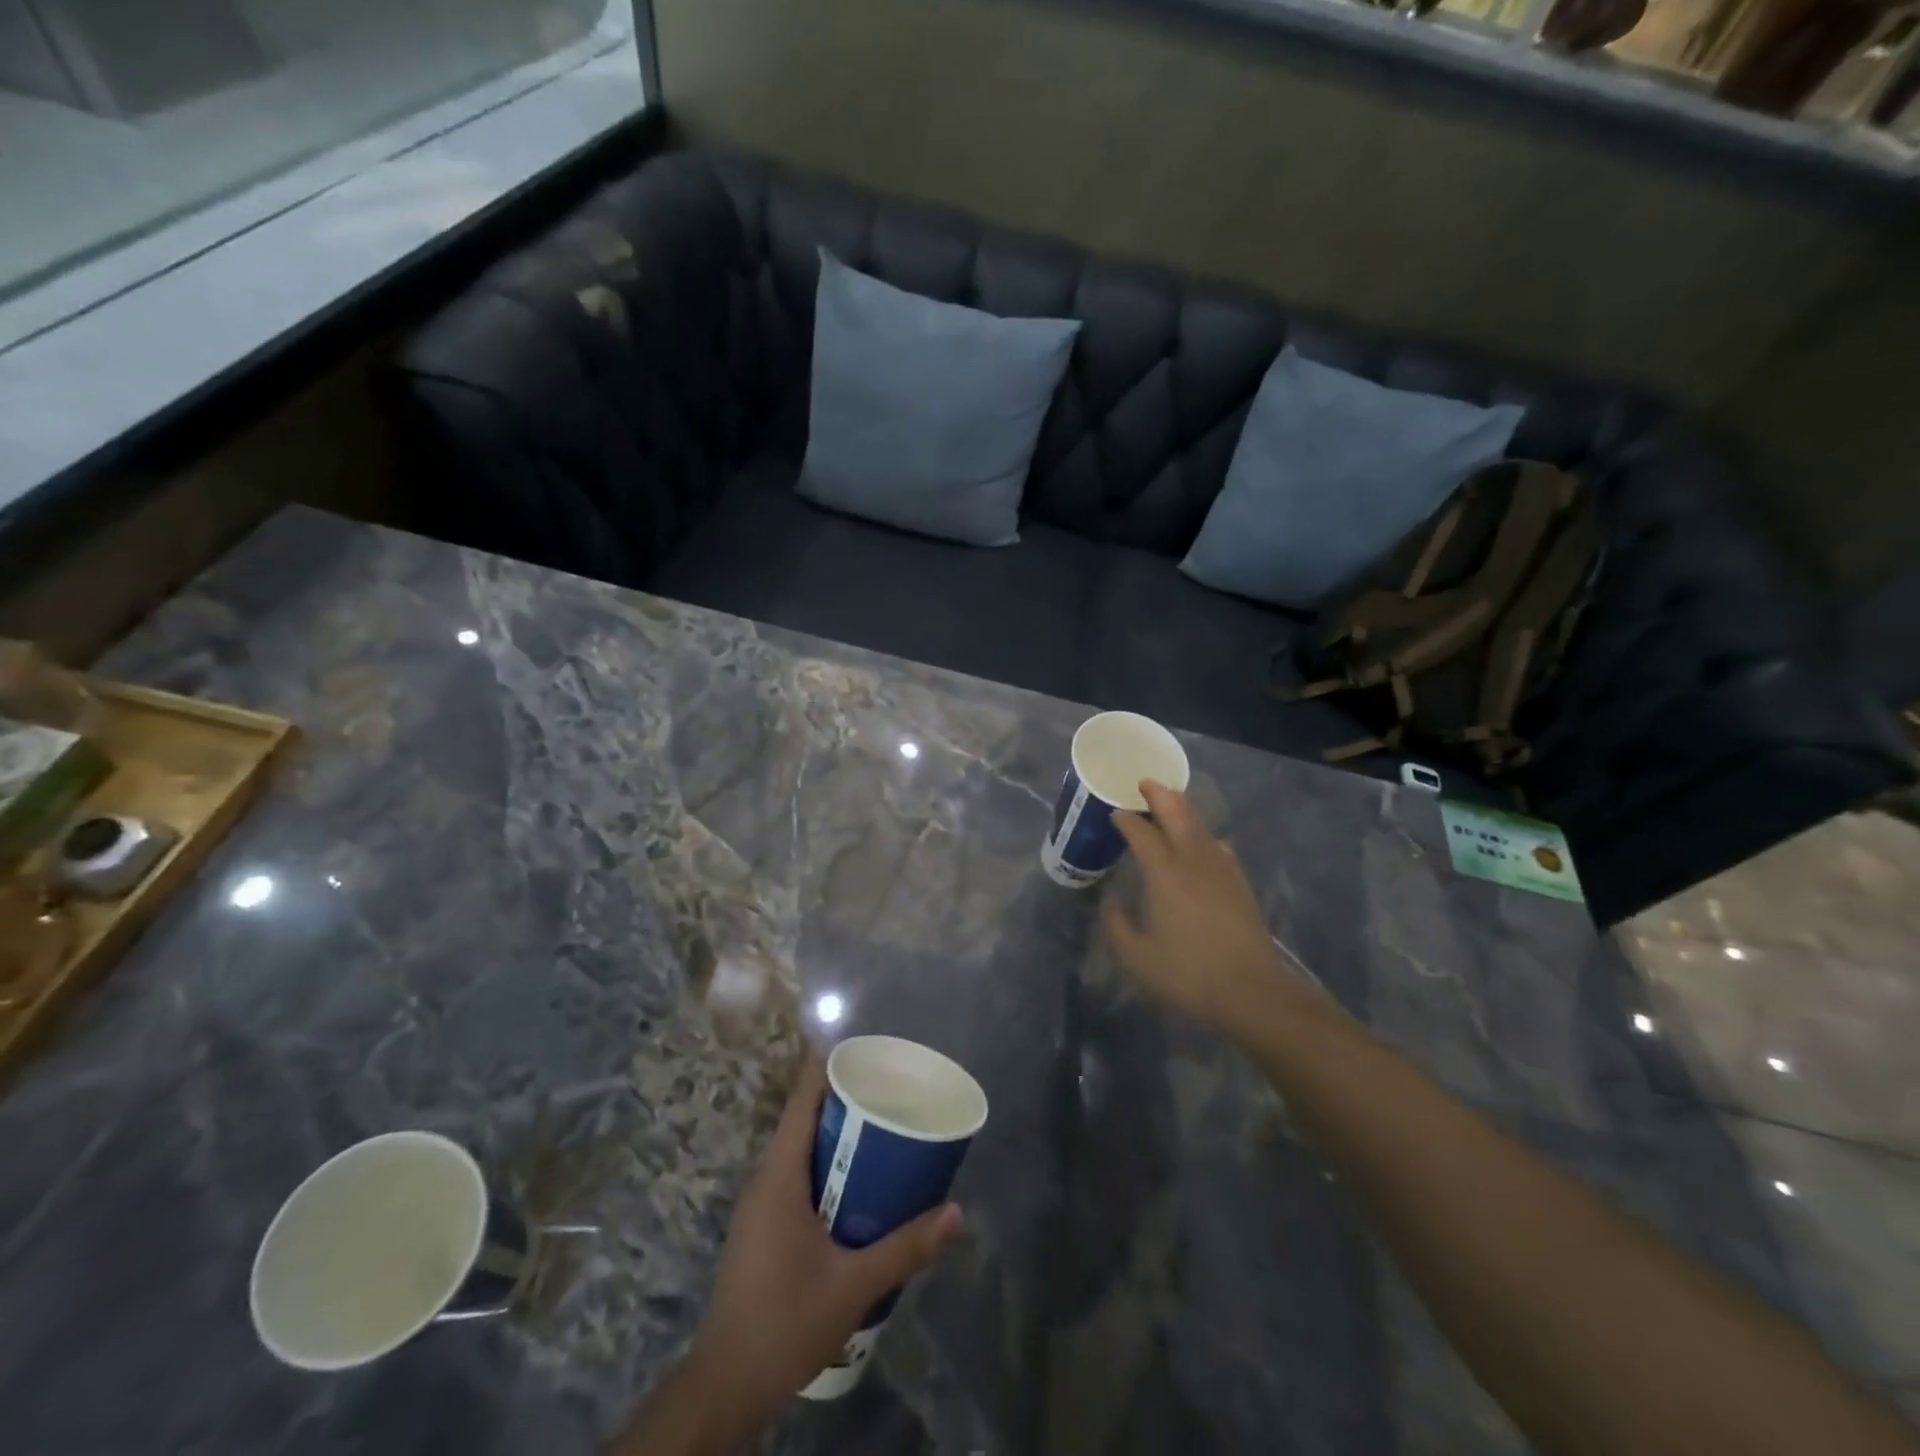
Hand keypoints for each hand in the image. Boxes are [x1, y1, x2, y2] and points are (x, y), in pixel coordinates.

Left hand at [686, 1057, 963, 1421]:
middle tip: (892, 1089)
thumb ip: (905, 1248)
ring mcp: (761, 1203)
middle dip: (846, 1099)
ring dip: (838, 1134)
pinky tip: (859, 1183)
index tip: (867, 1049)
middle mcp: (766, 1178)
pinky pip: (798, 1174)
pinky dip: (828, 1164)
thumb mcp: (853, 1285)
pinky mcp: (764, 1226)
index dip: (830, 1066)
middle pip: (805, 1118)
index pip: (802, 1099)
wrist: (726, 1386)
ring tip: (884, 1129)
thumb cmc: (784, 1323)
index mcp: (780, 1175)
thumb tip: (956, 1213)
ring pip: (801, 1148)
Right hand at [1102, 781, 1310, 1033]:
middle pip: (1176, 814)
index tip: (1114, 813)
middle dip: (1158, 795)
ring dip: (1182, 808)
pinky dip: (1203, 833)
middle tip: (1145, 782)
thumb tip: (1112, 905)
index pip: (1141, 833)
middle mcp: (1192, 859)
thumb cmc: (1187, 973)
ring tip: (1171, 801)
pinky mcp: (1239, 882)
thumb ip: (1117, 927)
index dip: (1125, 820)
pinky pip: (1217, 844)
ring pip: (1199, 825)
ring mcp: (1221, 868)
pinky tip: (1202, 843)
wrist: (1250, 990)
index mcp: (1163, 872)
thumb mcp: (1137, 957)